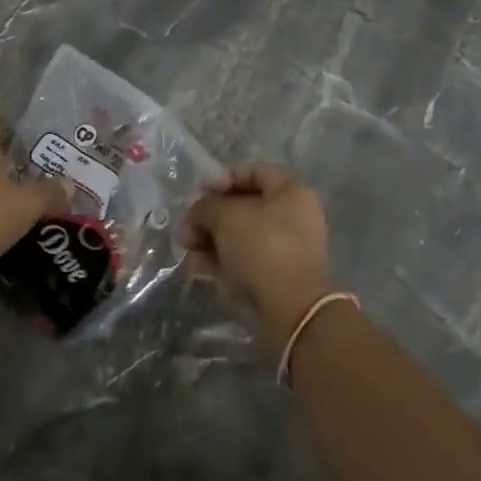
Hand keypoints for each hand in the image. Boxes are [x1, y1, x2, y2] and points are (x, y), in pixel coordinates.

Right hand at [187, 163, 334, 343]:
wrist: (291, 308)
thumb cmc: (262, 247)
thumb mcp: (226, 216)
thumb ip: (206, 206)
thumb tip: (197, 211)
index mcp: (291, 191)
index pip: (253, 172)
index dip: (223, 178)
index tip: (199, 193)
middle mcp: (294, 215)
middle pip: (244, 205)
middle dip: (210, 215)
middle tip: (186, 227)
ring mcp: (288, 247)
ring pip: (242, 235)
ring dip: (211, 239)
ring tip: (186, 248)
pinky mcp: (278, 276)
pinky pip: (246, 259)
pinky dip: (222, 259)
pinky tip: (198, 266)